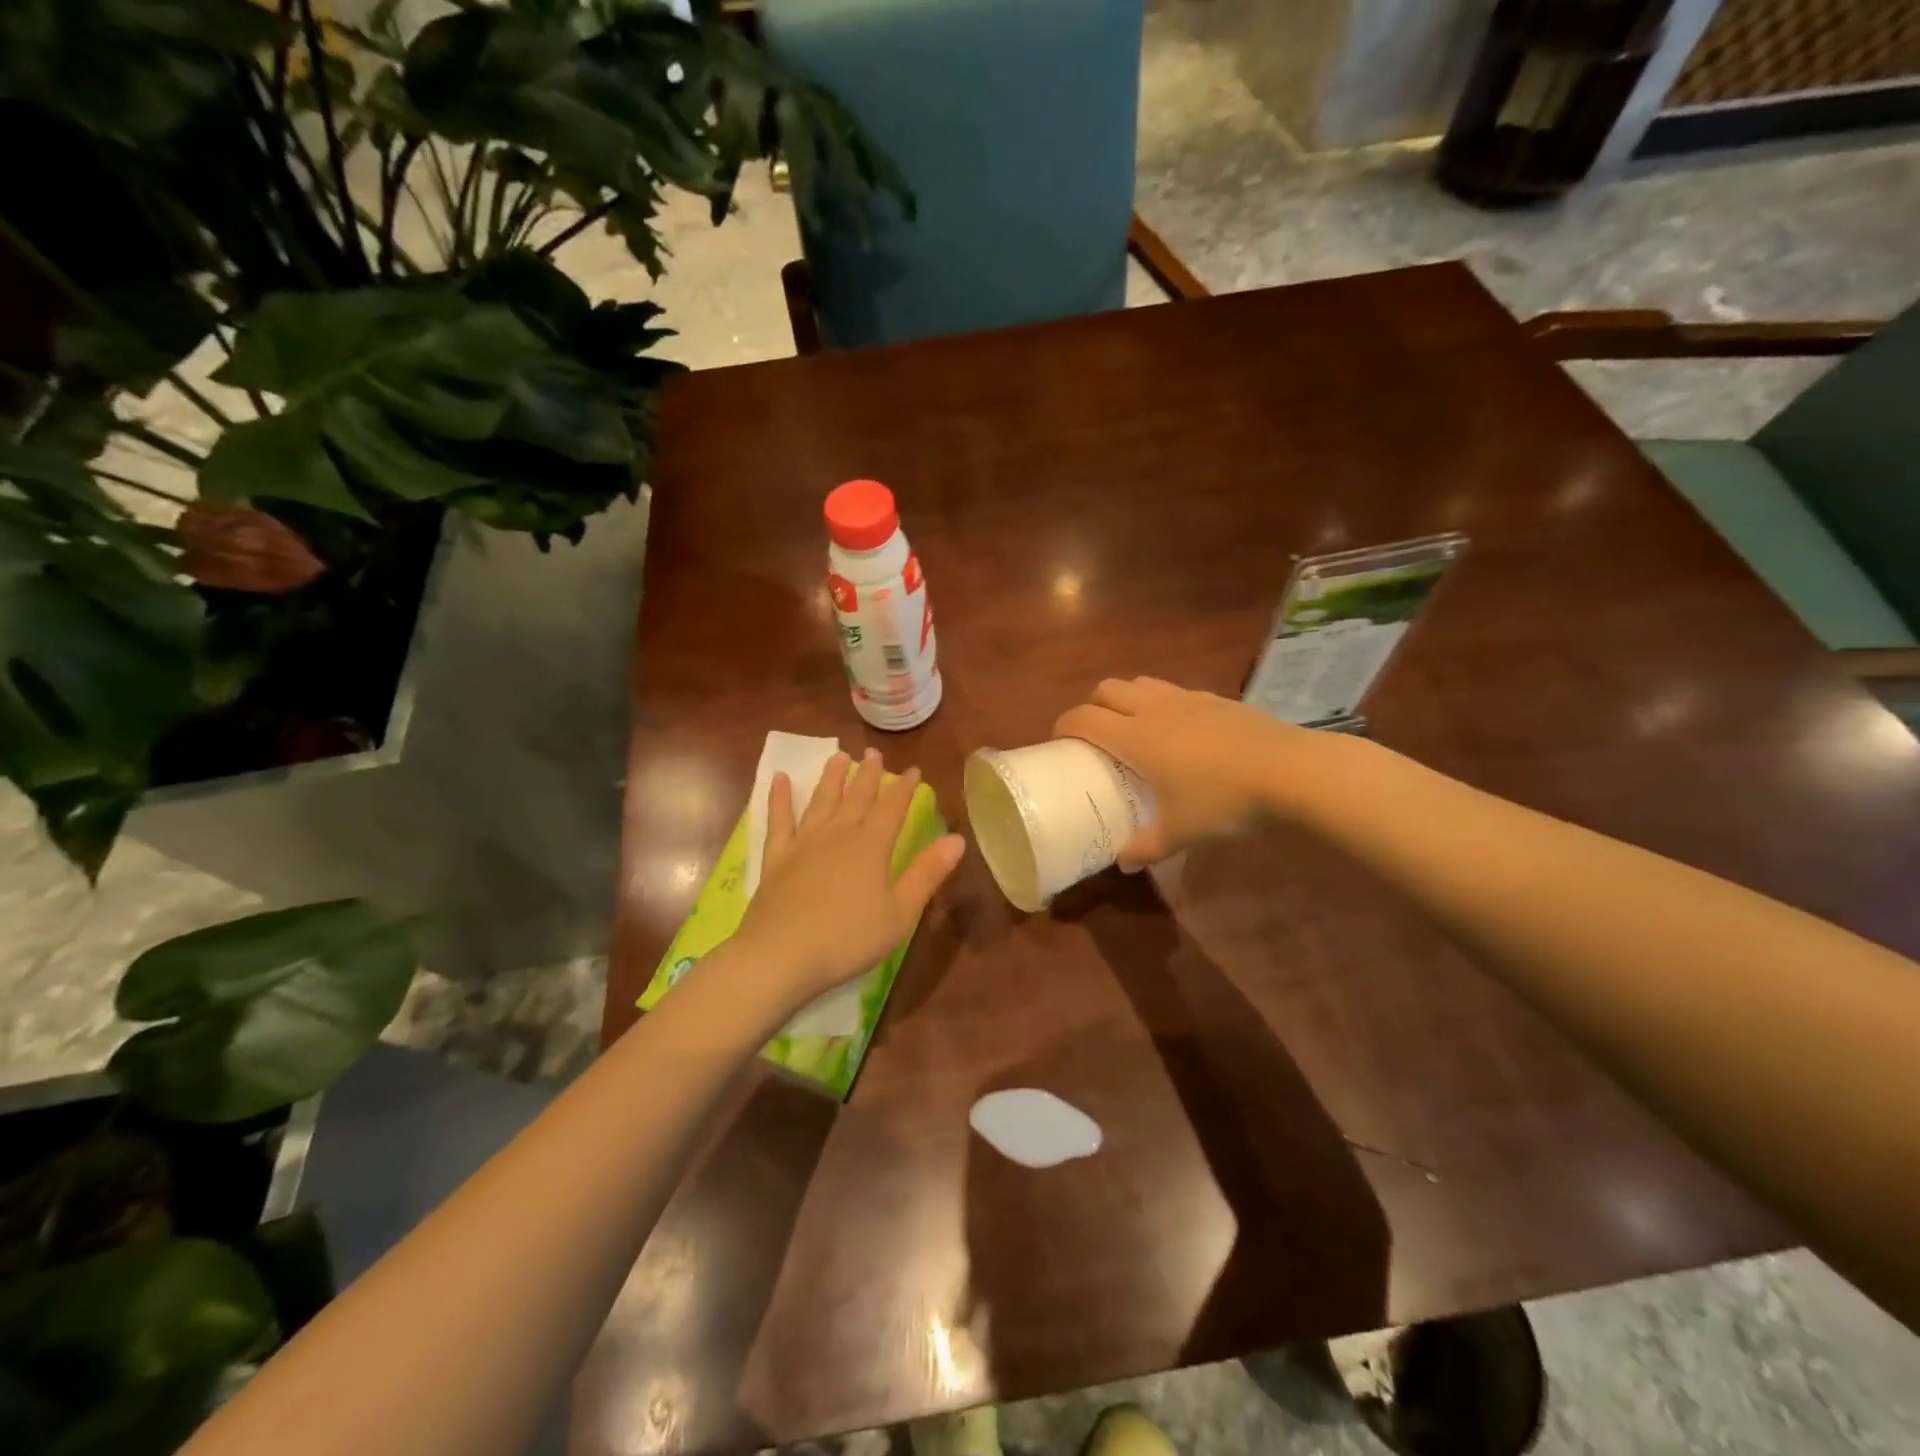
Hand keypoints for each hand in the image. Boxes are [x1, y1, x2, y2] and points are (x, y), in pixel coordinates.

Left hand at [735, 749, 966, 1007]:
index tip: (913, 769)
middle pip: (856, 797)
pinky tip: (778, 779)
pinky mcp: (776, 858)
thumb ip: (928, 873)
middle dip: (868, 774)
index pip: (893, 808)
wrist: (781, 955)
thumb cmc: (848, 938)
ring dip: (831, 777)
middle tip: (873, 752)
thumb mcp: (900, 912)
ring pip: (821, 800)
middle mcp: (838, 835)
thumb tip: (957, 839)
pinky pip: (778, 820)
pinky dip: (778, 798)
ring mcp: (804, 843)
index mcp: (871, 846)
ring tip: (838, 755)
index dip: (904, 787)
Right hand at [1053, 677, 1317, 868]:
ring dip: (1127, 698)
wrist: (1290, 771)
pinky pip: (1175, 691)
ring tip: (1134, 726)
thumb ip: (1147, 847)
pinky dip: (1163, 702)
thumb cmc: (1223, 801)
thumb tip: (1124, 863)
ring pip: (1142, 683)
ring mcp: (1187, 699)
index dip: (1063, 725)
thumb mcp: (1181, 833)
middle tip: (1095, 734)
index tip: (1058, 740)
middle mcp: (1154, 709)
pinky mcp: (1217, 699)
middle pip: (1108, 689)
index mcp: (1135, 738)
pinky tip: (1180, 730)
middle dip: (1092, 705)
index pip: (1084, 719)